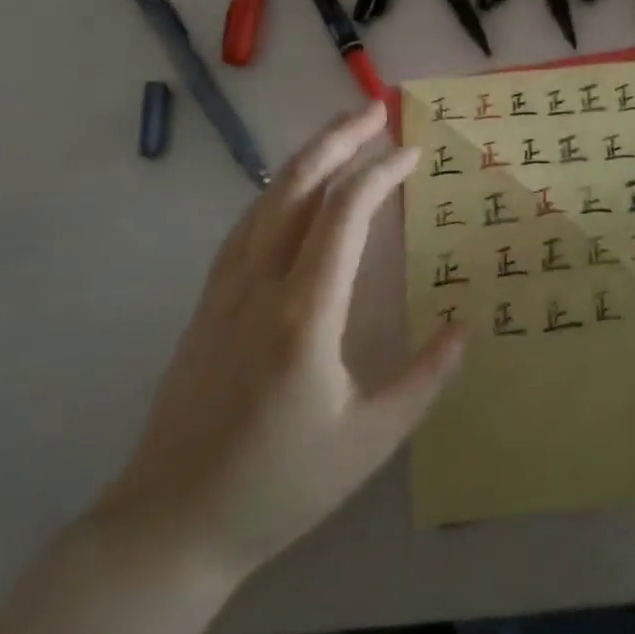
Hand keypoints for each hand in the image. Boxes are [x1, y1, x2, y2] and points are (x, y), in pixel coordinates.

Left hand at [96, 103, 463, 583]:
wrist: (171, 525)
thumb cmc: (278, 485)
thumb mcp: (369, 442)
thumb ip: (424, 378)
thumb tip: (463, 325)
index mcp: (305, 313)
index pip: (344, 215)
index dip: (381, 173)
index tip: (412, 153)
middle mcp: (261, 284)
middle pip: (300, 186)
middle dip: (340, 139)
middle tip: (376, 108)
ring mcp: (227, 288)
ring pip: (269, 198)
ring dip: (309, 156)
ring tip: (343, 130)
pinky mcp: (208, 300)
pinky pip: (248, 224)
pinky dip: (279, 189)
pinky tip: (294, 187)